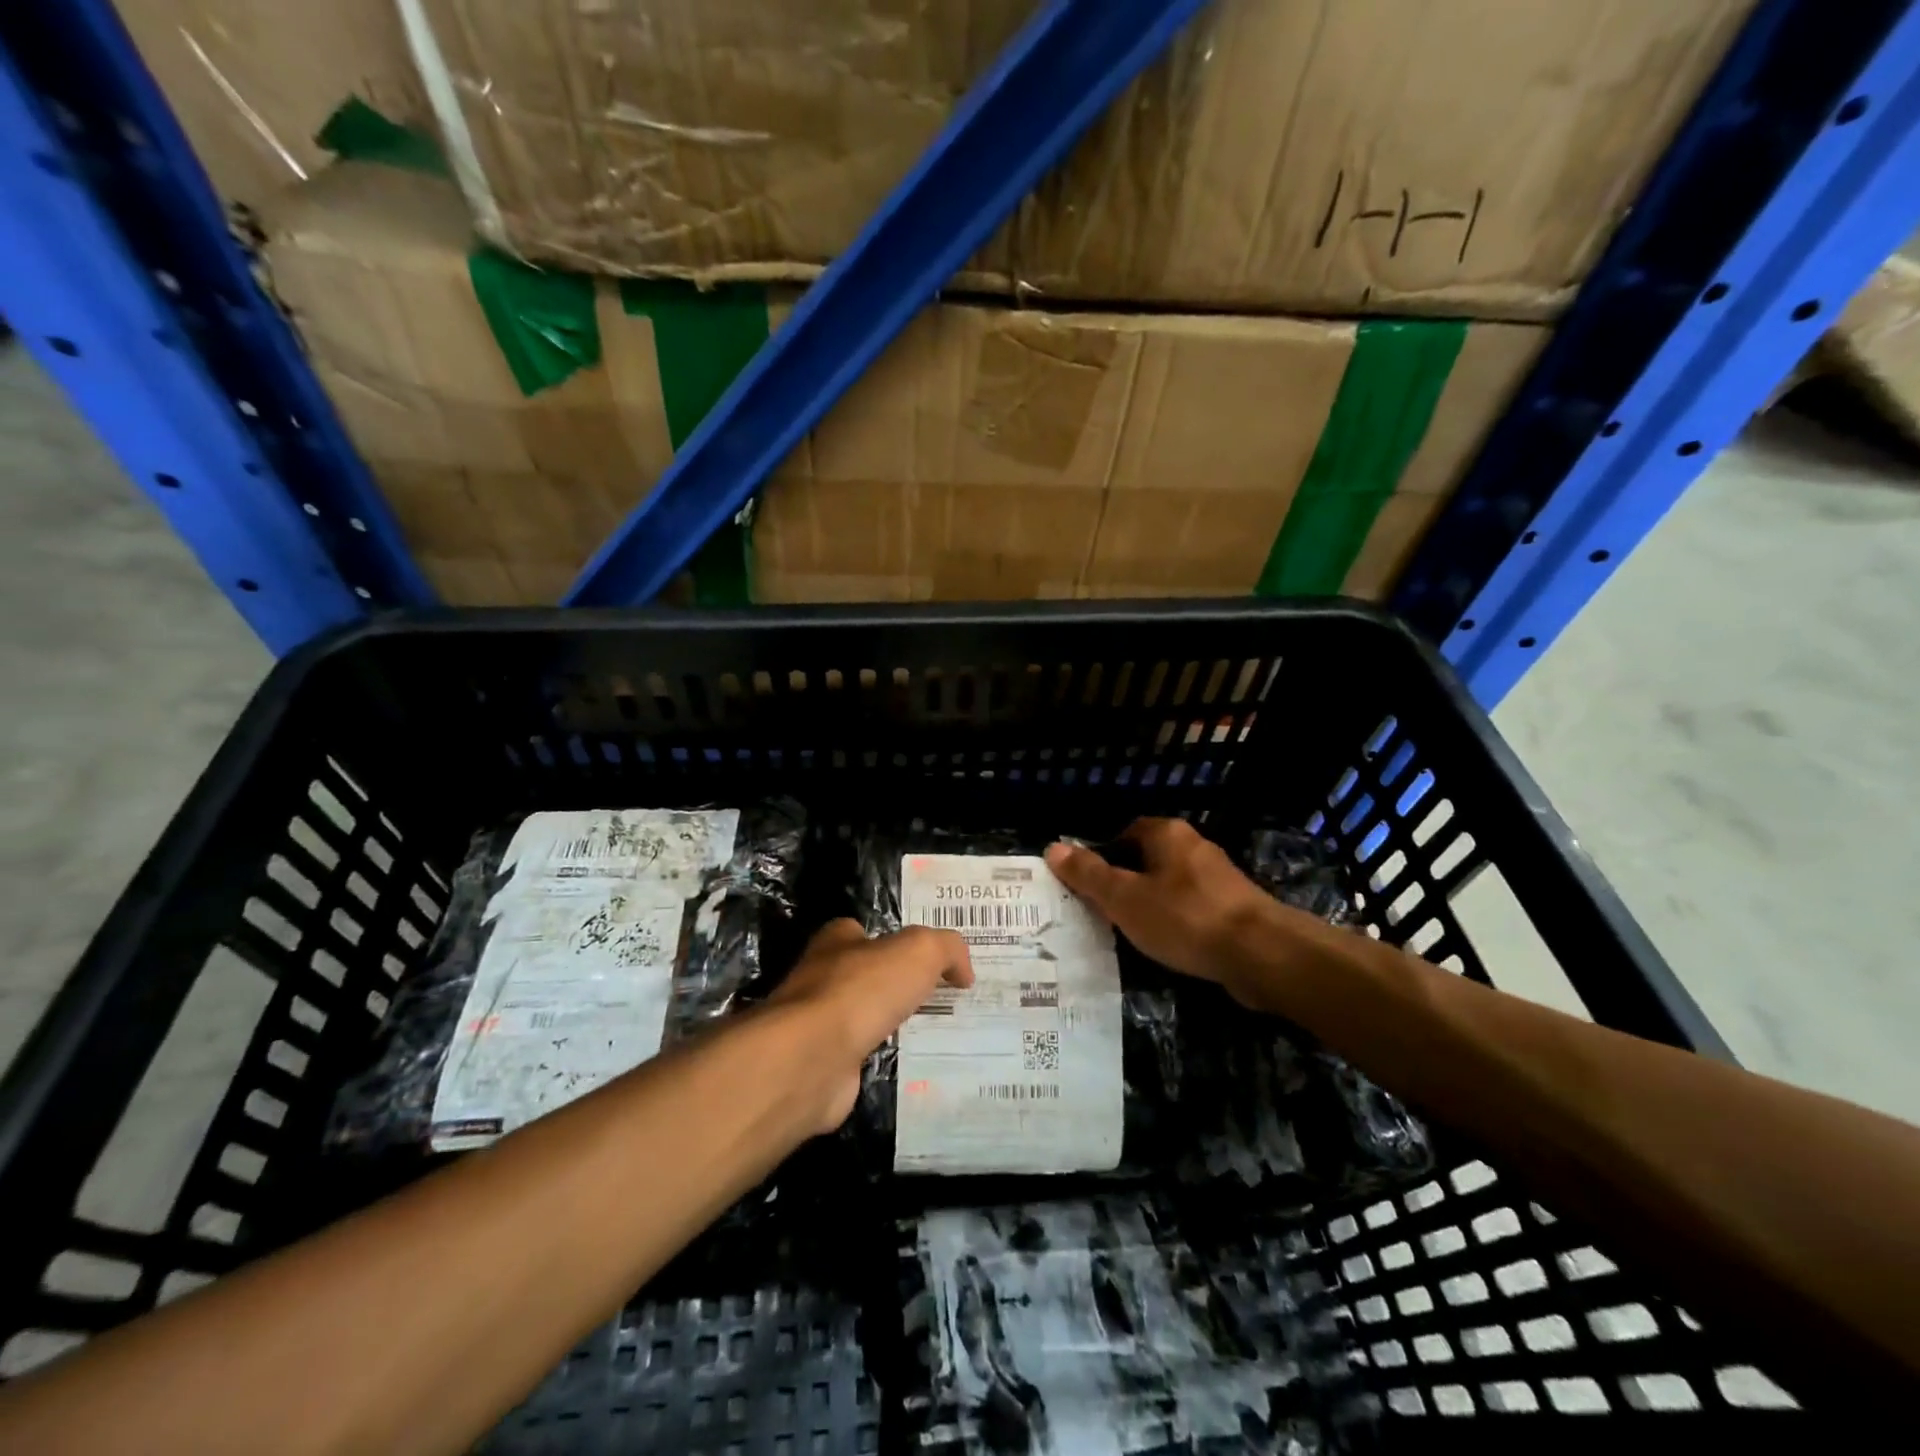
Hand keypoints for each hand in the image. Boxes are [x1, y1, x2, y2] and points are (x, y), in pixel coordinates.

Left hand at [768, 919, 972, 1132]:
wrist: (812, 1059)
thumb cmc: (862, 990)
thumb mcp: (919, 951)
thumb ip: (946, 949)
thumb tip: (963, 971)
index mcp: (837, 942)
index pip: (862, 932)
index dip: (892, 941)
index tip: (926, 960)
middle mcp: (820, 978)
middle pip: (863, 976)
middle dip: (894, 986)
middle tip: (939, 998)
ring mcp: (817, 1025)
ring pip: (862, 1019)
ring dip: (888, 1025)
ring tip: (933, 1034)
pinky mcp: (822, 1066)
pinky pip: (861, 1058)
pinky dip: (881, 1061)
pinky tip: (910, 1068)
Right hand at [1045, 819, 1275, 1001]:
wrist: (1262, 954)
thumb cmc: (1185, 918)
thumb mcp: (1125, 898)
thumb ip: (1089, 875)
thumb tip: (1053, 848)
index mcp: (1167, 834)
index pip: (1125, 832)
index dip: (1103, 856)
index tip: (1088, 886)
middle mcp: (1194, 846)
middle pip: (1147, 859)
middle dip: (1125, 882)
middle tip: (1102, 911)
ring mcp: (1218, 878)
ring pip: (1170, 885)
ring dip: (1151, 904)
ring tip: (1129, 933)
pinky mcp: (1234, 909)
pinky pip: (1191, 908)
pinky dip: (1175, 922)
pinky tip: (1167, 946)